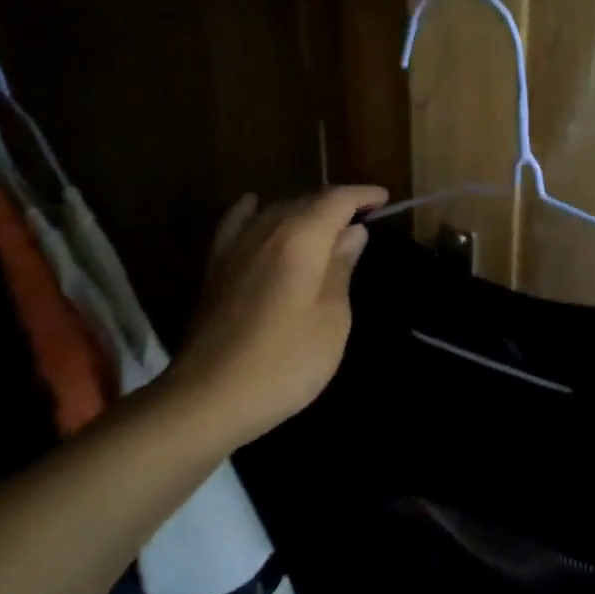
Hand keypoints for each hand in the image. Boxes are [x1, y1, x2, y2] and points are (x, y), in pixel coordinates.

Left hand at [167, 185, 387, 450]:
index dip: (362, 195)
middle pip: (305, 201)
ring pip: (274, 211)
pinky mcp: (216, 269)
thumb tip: (353, 233)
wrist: (209, 398)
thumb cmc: (286, 362)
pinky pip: (235, 225)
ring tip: (327, 224)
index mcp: (300, 240)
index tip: (385, 200)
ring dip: (304, 210)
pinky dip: (251, 211)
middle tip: (364, 217)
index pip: (335, 200)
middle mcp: (265, 232)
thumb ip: (341, 269)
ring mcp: (235, 249)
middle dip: (337, 203)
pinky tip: (254, 205)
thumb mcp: (333, 319)